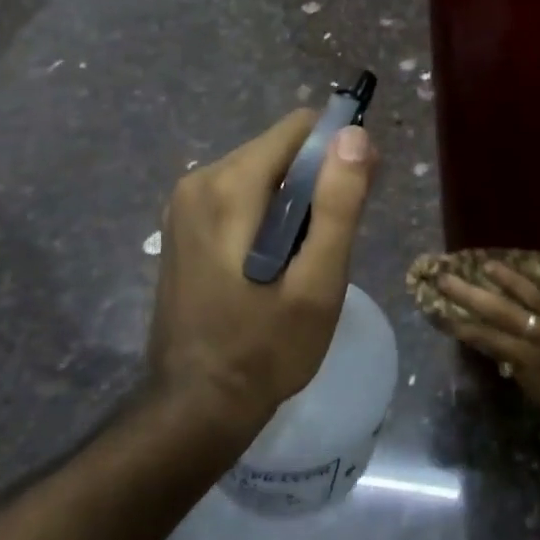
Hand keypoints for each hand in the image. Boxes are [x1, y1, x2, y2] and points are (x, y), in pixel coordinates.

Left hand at [149, 110, 376, 436]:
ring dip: (294, 200)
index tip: (354, 196)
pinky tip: (274, 261)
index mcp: (229, 185)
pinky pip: (242, 192)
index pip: (300, 127)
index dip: (337, 152)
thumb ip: (339, 204)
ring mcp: (186, 202)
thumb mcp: (317, 283)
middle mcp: (200, 179)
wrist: (192, 412)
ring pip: (264, 169)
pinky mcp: (184, 223)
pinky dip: (269, 212)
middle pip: (281, 148)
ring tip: (301, 258)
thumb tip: (355, 135)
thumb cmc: (264, 350)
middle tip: (329, 240)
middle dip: (316, 180)